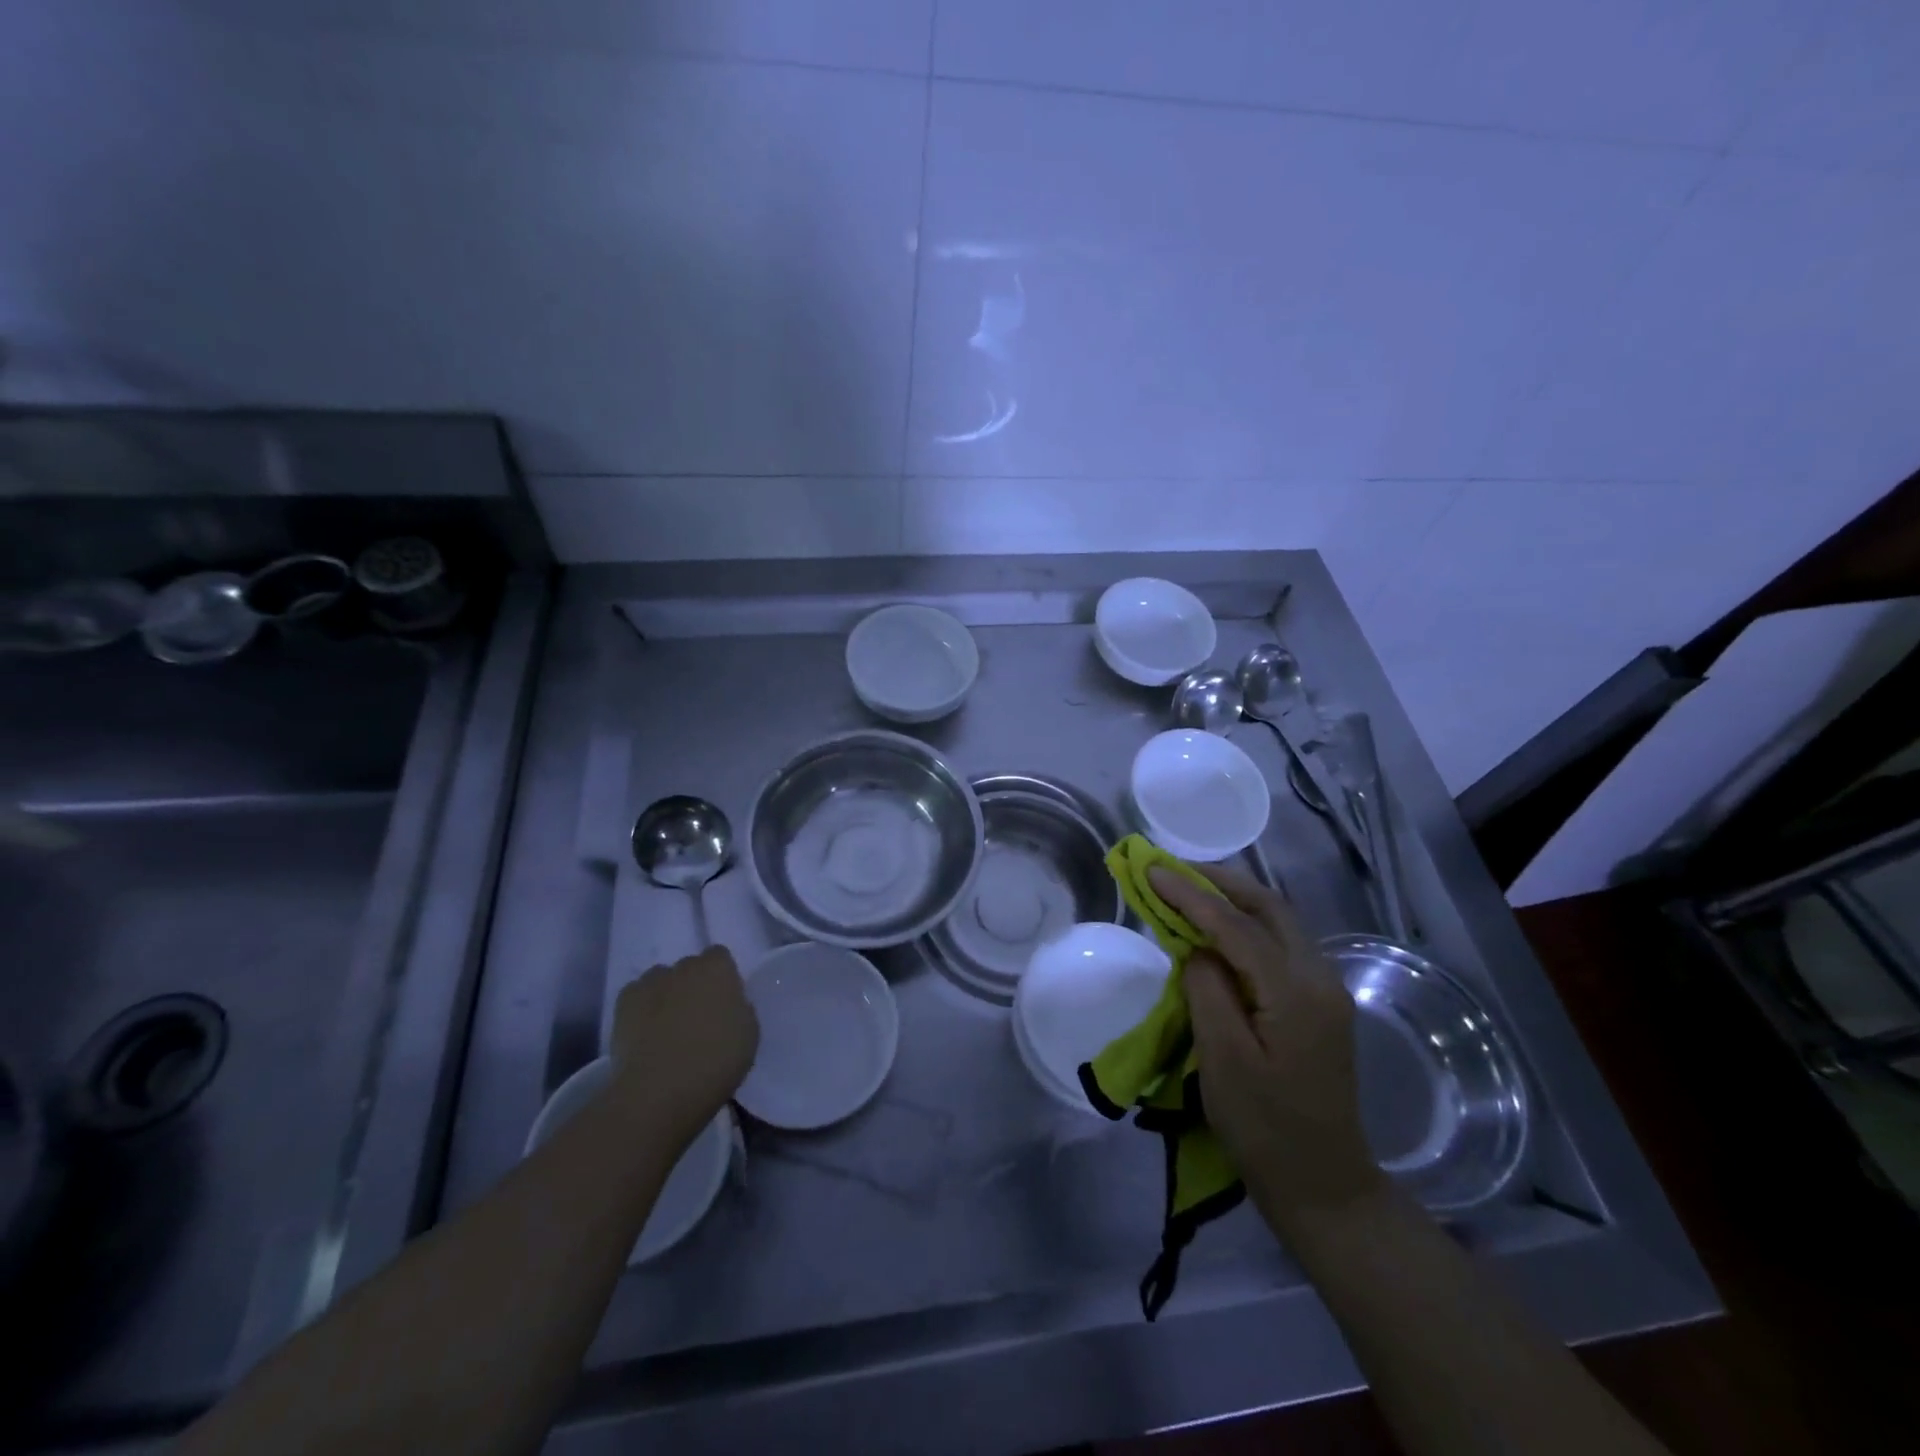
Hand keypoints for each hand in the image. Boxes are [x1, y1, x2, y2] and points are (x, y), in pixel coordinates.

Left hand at [608, 946, 758, 1142]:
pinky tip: (645, 1034)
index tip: (724, 1003)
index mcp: (718, 969)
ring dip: (666, 995)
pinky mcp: (622, 1003)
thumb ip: (740, 1009)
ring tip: (667, 1028)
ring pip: (661, 980)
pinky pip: (636, 997)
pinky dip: (641, 1010)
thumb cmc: (716, 1061)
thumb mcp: (749, 1034)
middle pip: (690, 968)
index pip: (720, 957)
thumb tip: (728, 1006)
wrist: (660, 1090)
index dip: (721, 978)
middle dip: (693, 986)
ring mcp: (650, 982)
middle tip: (697, 1018)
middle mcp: (683, 966)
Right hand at [1148, 864, 1384, 1230]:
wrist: (1324, 1186)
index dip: (1191, 895)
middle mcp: (1320, 978)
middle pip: (1269, 907)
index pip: (1236, 926)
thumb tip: (1198, 948)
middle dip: (1218, 882)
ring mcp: (1325, 990)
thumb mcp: (1223, 1061)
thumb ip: (1208, 990)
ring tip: (1187, 890)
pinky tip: (1217, 930)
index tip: (1151, 870)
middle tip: (1171, 871)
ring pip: (1278, 921)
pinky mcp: (1319, 1003)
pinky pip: (1280, 944)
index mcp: (1296, 992)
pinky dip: (1245, 924)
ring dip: (1233, 899)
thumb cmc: (1265, 1129)